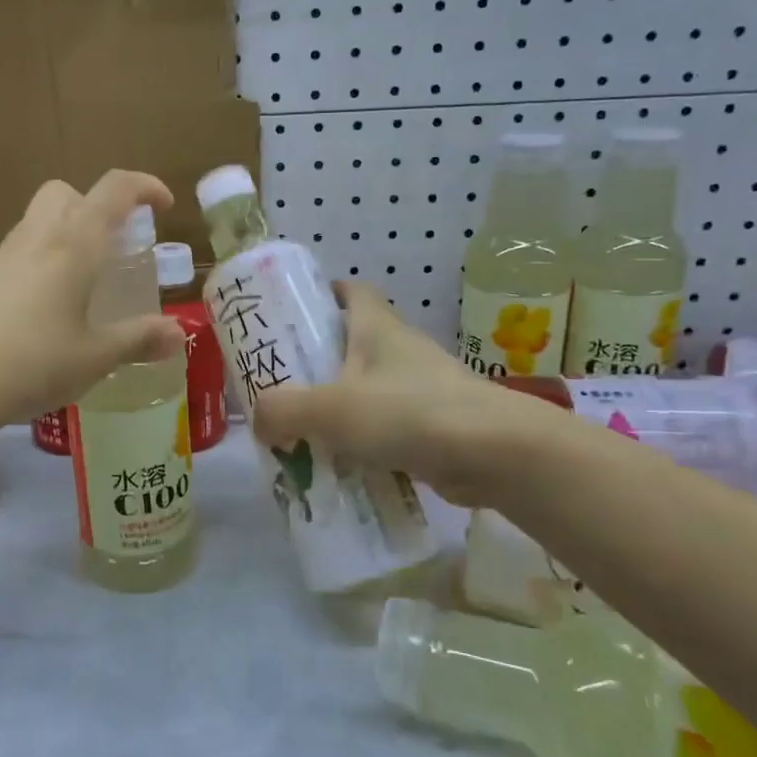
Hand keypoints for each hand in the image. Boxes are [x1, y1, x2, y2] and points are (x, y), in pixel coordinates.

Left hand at [0, 171, 186, 433]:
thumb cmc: (32, 364)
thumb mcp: (95, 357)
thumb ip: (138, 340)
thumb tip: (178, 334)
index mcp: (74, 245)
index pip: (114, 190)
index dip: (144, 187)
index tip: (164, 206)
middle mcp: (36, 238)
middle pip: (65, 193)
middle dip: (94, 206)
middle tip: (113, 246)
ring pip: (36, 222)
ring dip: (64, 236)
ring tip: (81, 286)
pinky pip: (15, 255)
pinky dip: (36, 265)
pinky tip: (40, 312)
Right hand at [250, 282, 572, 508]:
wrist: (496, 454)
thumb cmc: (409, 412)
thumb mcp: (331, 409)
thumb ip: (283, 411)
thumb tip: (260, 423)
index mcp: (377, 327)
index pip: (350, 291)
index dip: (321, 295)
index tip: (291, 314)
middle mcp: (400, 350)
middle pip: (352, 343)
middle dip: (317, 361)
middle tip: (279, 384)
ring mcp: (421, 387)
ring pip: (368, 388)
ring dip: (338, 406)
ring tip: (300, 431)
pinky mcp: (434, 425)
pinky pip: (387, 426)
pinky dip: (363, 441)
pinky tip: (339, 466)